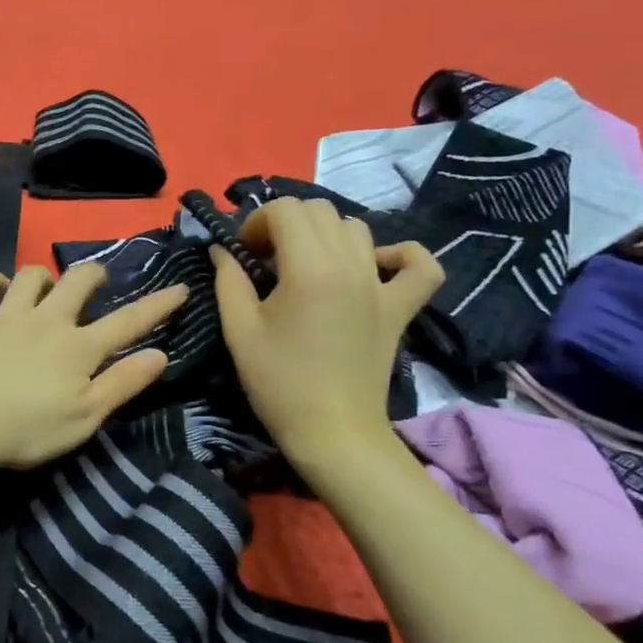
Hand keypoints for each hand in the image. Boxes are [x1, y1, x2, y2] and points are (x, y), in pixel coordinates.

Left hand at [0, 263, 189, 470]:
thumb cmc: (28, 429)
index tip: (179, 288)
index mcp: (79, 348)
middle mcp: (48, 321)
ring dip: (44, 276)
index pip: (128, 322)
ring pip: (31, 276)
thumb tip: (160, 354)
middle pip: (78, 282)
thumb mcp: (86, 416)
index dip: (158, 305)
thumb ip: (123, 383)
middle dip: (94, 274)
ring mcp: (8, 316)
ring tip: (47, 287)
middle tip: (98, 280)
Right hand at [210, 197, 443, 464]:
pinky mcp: (400, 307)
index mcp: (309, 269)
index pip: (285, 209)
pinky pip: (419, 265)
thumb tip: (222, 249)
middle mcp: (350, 265)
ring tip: (306, 264)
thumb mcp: (239, 330)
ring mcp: (381, 285)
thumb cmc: (279, 383)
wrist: (332, 432)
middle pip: (319, 210)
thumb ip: (228, 280)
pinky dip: (401, 254)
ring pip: (357, 228)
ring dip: (326, 234)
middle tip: (267, 258)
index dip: (256, 222)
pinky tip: (375, 264)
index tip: (243, 252)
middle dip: (285, 223)